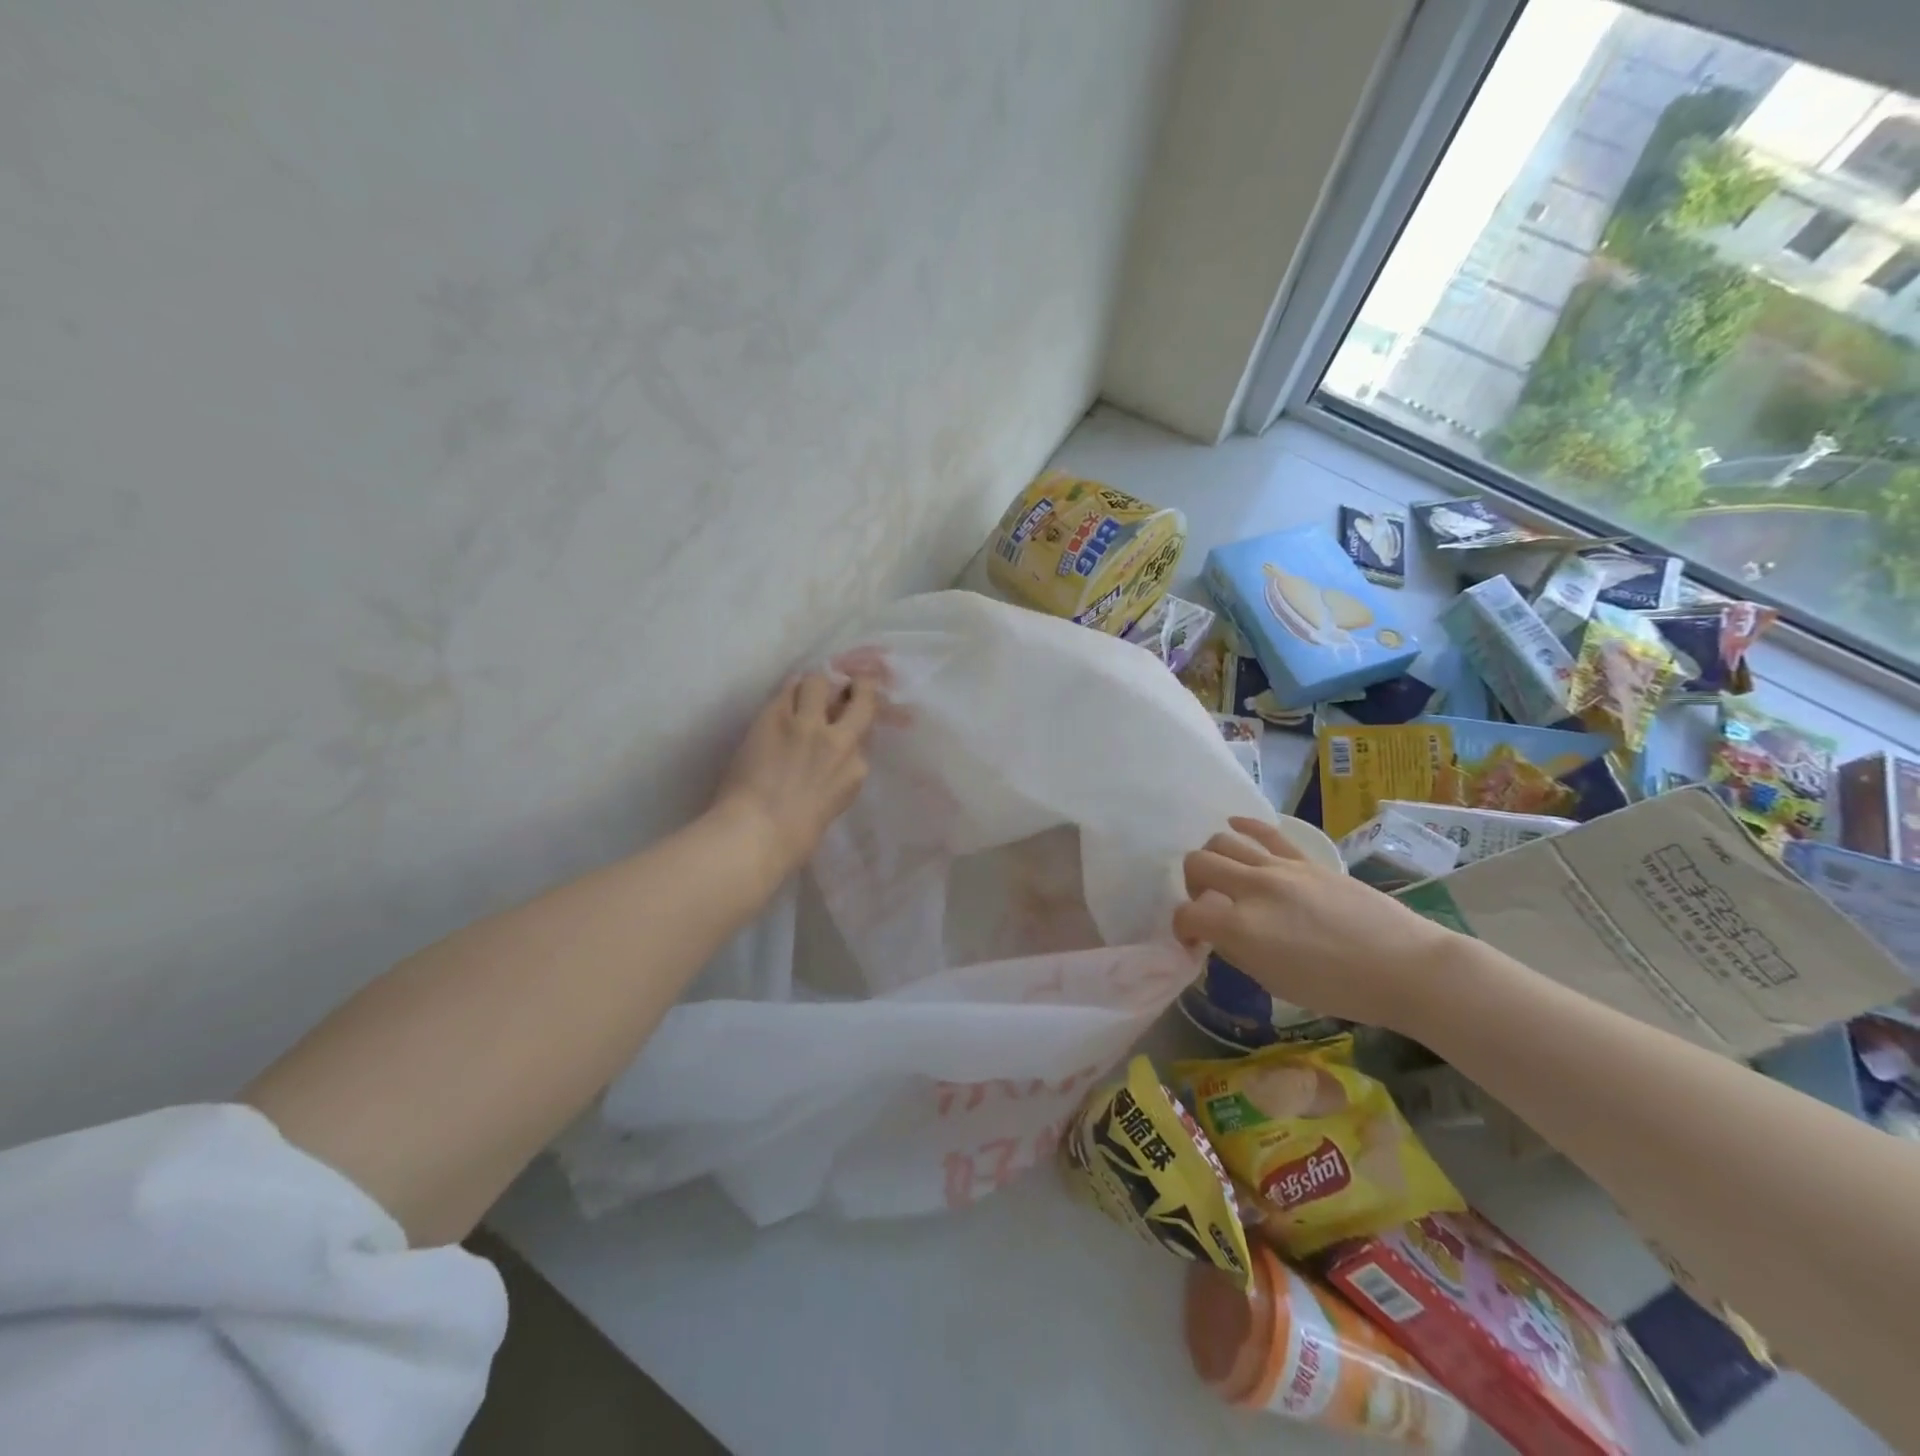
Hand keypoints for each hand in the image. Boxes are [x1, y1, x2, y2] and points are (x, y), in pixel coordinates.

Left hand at [711, 672, 880, 886]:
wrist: (759, 832)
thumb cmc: (795, 836)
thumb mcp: (832, 803)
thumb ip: (838, 775)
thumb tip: (826, 759)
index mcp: (857, 770)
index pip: (864, 734)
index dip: (855, 722)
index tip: (847, 718)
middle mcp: (841, 741)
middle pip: (860, 699)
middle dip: (857, 687)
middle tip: (846, 683)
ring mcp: (809, 725)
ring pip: (818, 682)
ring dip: (812, 685)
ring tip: (801, 692)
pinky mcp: (777, 716)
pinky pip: (786, 689)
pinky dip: (786, 691)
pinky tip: (781, 698)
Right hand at [1173, 817, 1463, 1030]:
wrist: (1405, 968)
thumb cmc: (1339, 990)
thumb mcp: (1275, 983)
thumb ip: (1238, 952)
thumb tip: (1219, 934)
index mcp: (1241, 928)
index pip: (1187, 915)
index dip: (1181, 928)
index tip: (1193, 940)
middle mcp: (1253, 889)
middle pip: (1197, 864)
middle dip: (1191, 885)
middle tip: (1206, 904)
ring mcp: (1280, 869)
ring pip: (1223, 841)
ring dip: (1212, 857)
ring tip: (1222, 875)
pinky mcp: (1306, 860)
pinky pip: (1265, 831)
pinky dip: (1243, 826)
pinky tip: (1234, 825)